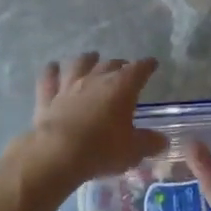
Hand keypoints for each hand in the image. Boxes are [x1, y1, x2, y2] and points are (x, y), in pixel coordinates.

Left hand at [25, 53, 167, 183]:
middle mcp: (95, 79)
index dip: (146, 65)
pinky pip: (49, 78)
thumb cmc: (102, 149)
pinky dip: (51, 71)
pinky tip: (52, 67)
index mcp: (121, 87)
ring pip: (79, 64)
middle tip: (123, 67)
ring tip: (91, 57)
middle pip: (110, 64)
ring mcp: (69, 85)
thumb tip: (162, 140)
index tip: (152, 63)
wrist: (58, 153)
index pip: (138, 70)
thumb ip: (149, 143)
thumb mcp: (133, 150)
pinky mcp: (47, 97)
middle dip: (119, 64)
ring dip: (86, 59)